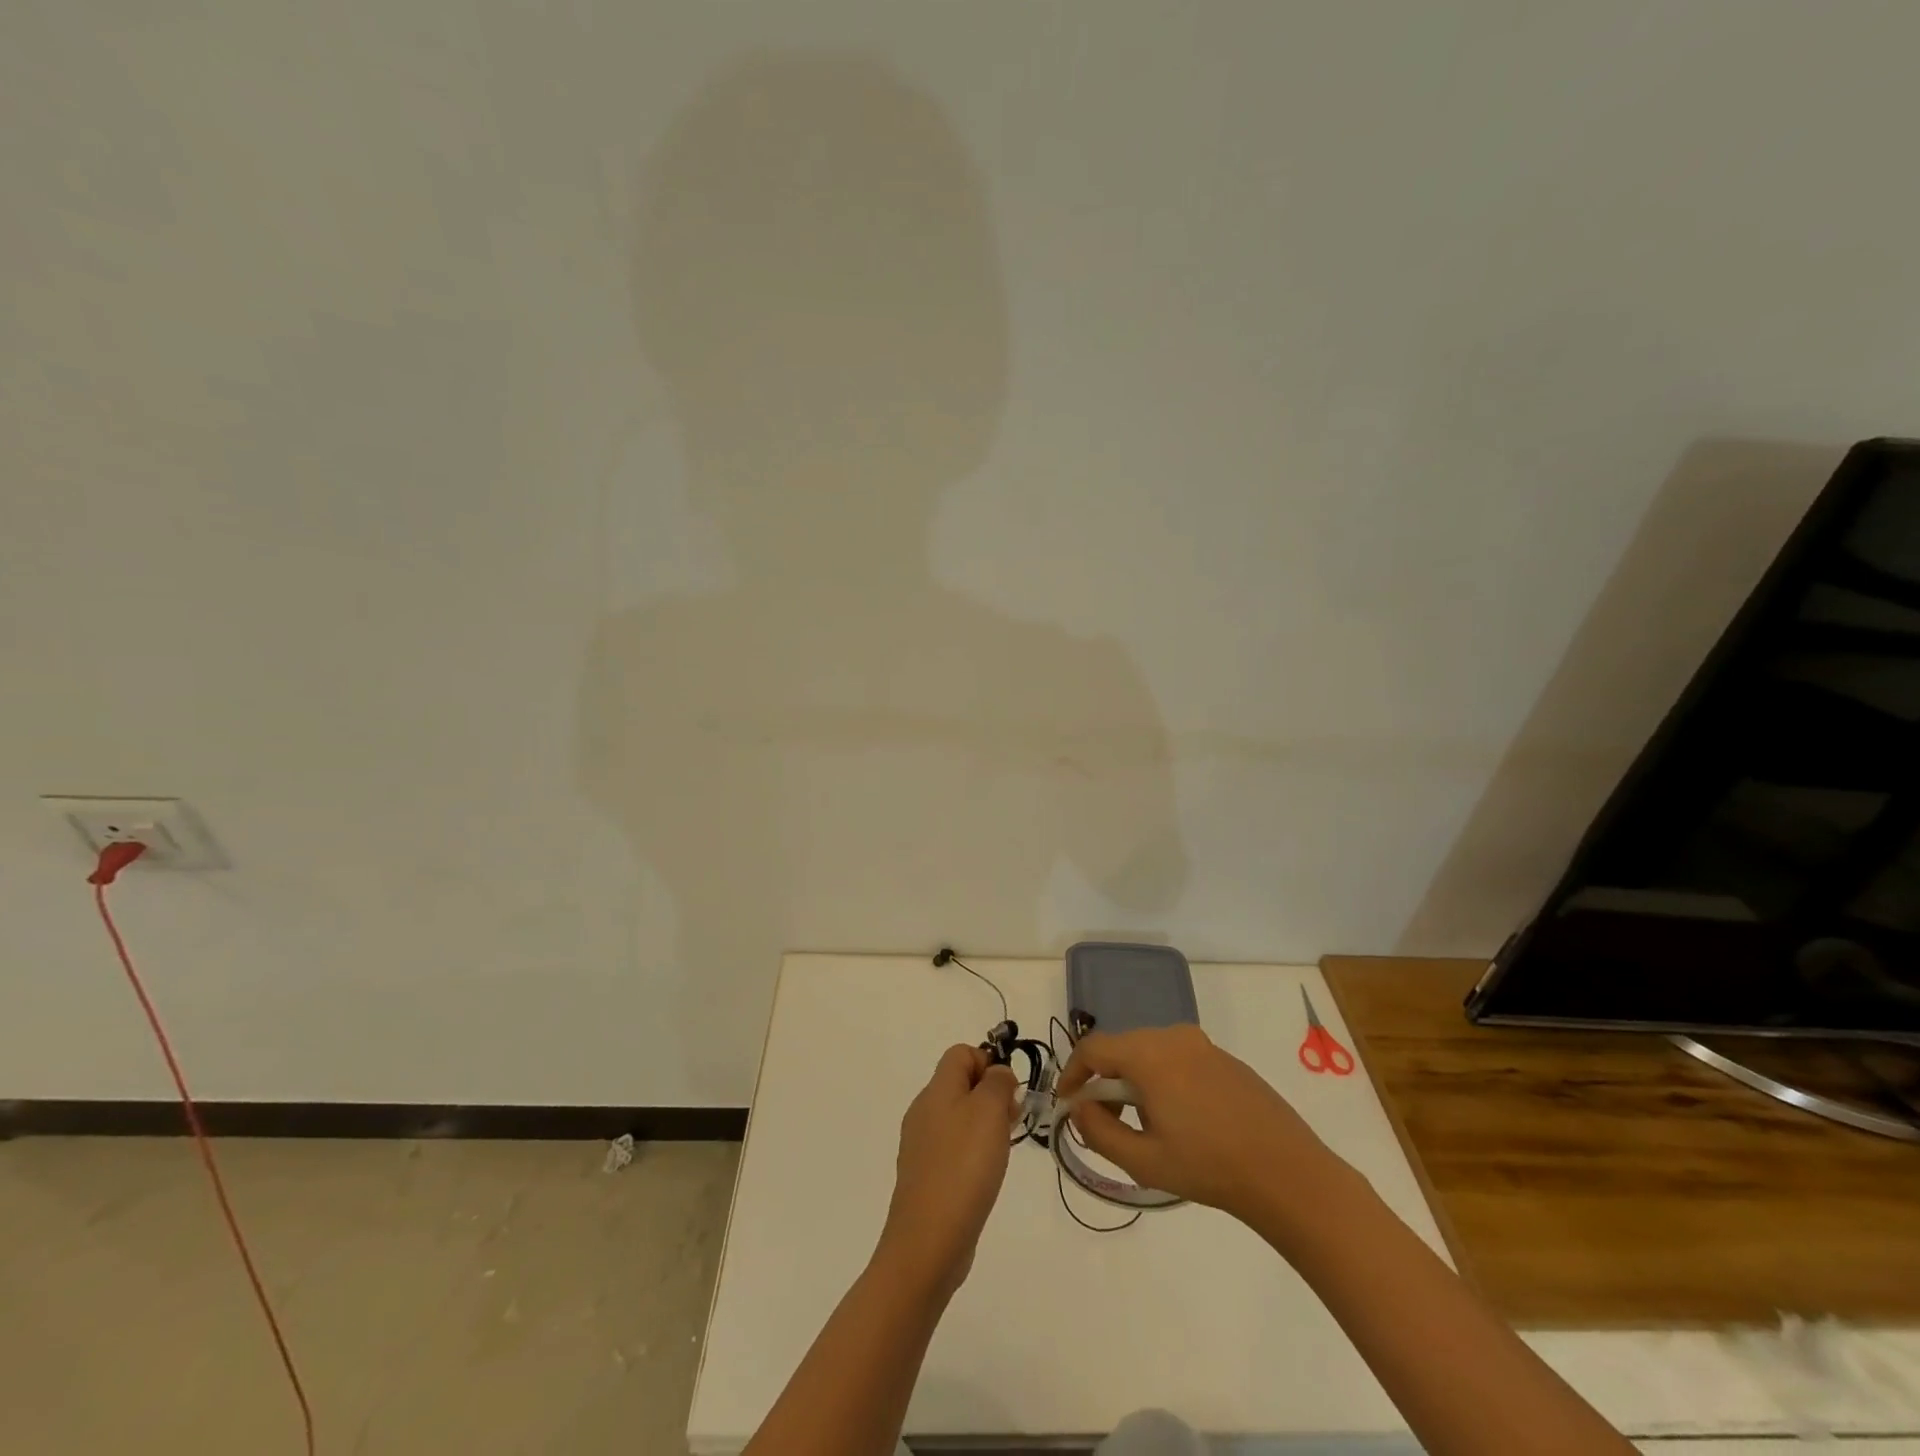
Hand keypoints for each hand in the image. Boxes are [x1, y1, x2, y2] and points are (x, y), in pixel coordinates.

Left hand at [876, 1045, 1020, 1298]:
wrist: (928, 1241)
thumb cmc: (963, 1167)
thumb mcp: (989, 1112)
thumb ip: (997, 1083)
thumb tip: (997, 1074)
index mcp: (935, 1090)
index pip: (961, 1054)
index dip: (988, 1063)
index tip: (1009, 1093)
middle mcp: (923, 1111)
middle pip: (960, 1085)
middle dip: (991, 1096)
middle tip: (1011, 1124)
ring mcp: (921, 1145)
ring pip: (958, 1117)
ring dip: (985, 1126)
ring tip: (1001, 1153)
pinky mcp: (924, 1176)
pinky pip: (953, 1148)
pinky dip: (972, 1154)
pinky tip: (984, 1177)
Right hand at [1056, 1024, 1339, 1224]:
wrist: (1288, 1174)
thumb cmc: (1209, 1167)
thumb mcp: (1143, 1160)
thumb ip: (1099, 1131)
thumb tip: (1078, 1108)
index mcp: (1149, 1054)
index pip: (1093, 1048)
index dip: (1072, 1074)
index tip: (1067, 1105)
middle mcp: (1173, 1037)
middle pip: (1121, 1048)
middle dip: (1104, 1082)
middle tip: (1104, 1123)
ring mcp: (1203, 1045)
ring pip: (1149, 1053)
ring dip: (1133, 1082)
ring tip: (1143, 1127)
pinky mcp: (1225, 1059)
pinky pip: (1177, 1059)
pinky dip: (1163, 1081)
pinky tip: (1180, 1121)